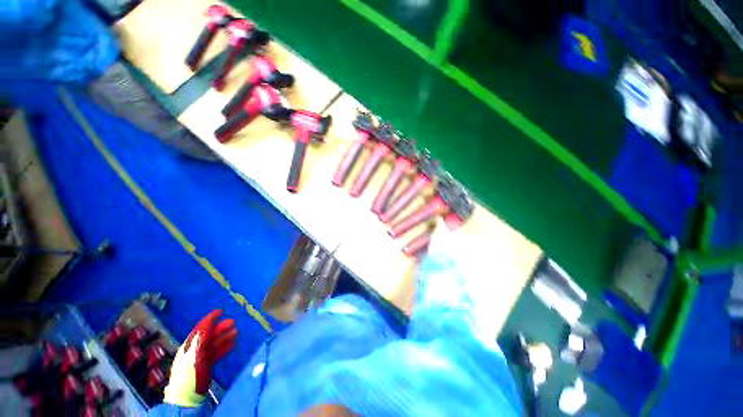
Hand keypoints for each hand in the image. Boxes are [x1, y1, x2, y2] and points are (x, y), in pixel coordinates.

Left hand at [163, 310, 236, 406]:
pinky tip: (233, 344)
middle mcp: (195, 349)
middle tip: (233, 322)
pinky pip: (217, 352)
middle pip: (209, 335)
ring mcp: (201, 357)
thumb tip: (207, 325)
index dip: (209, 319)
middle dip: (220, 327)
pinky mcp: (206, 364)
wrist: (187, 394)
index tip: (220, 311)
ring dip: (225, 336)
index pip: (200, 328)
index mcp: (189, 345)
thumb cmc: (189, 373)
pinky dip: (225, 347)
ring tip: (236, 331)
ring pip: (215, 343)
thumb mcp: (193, 354)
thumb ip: (200, 340)